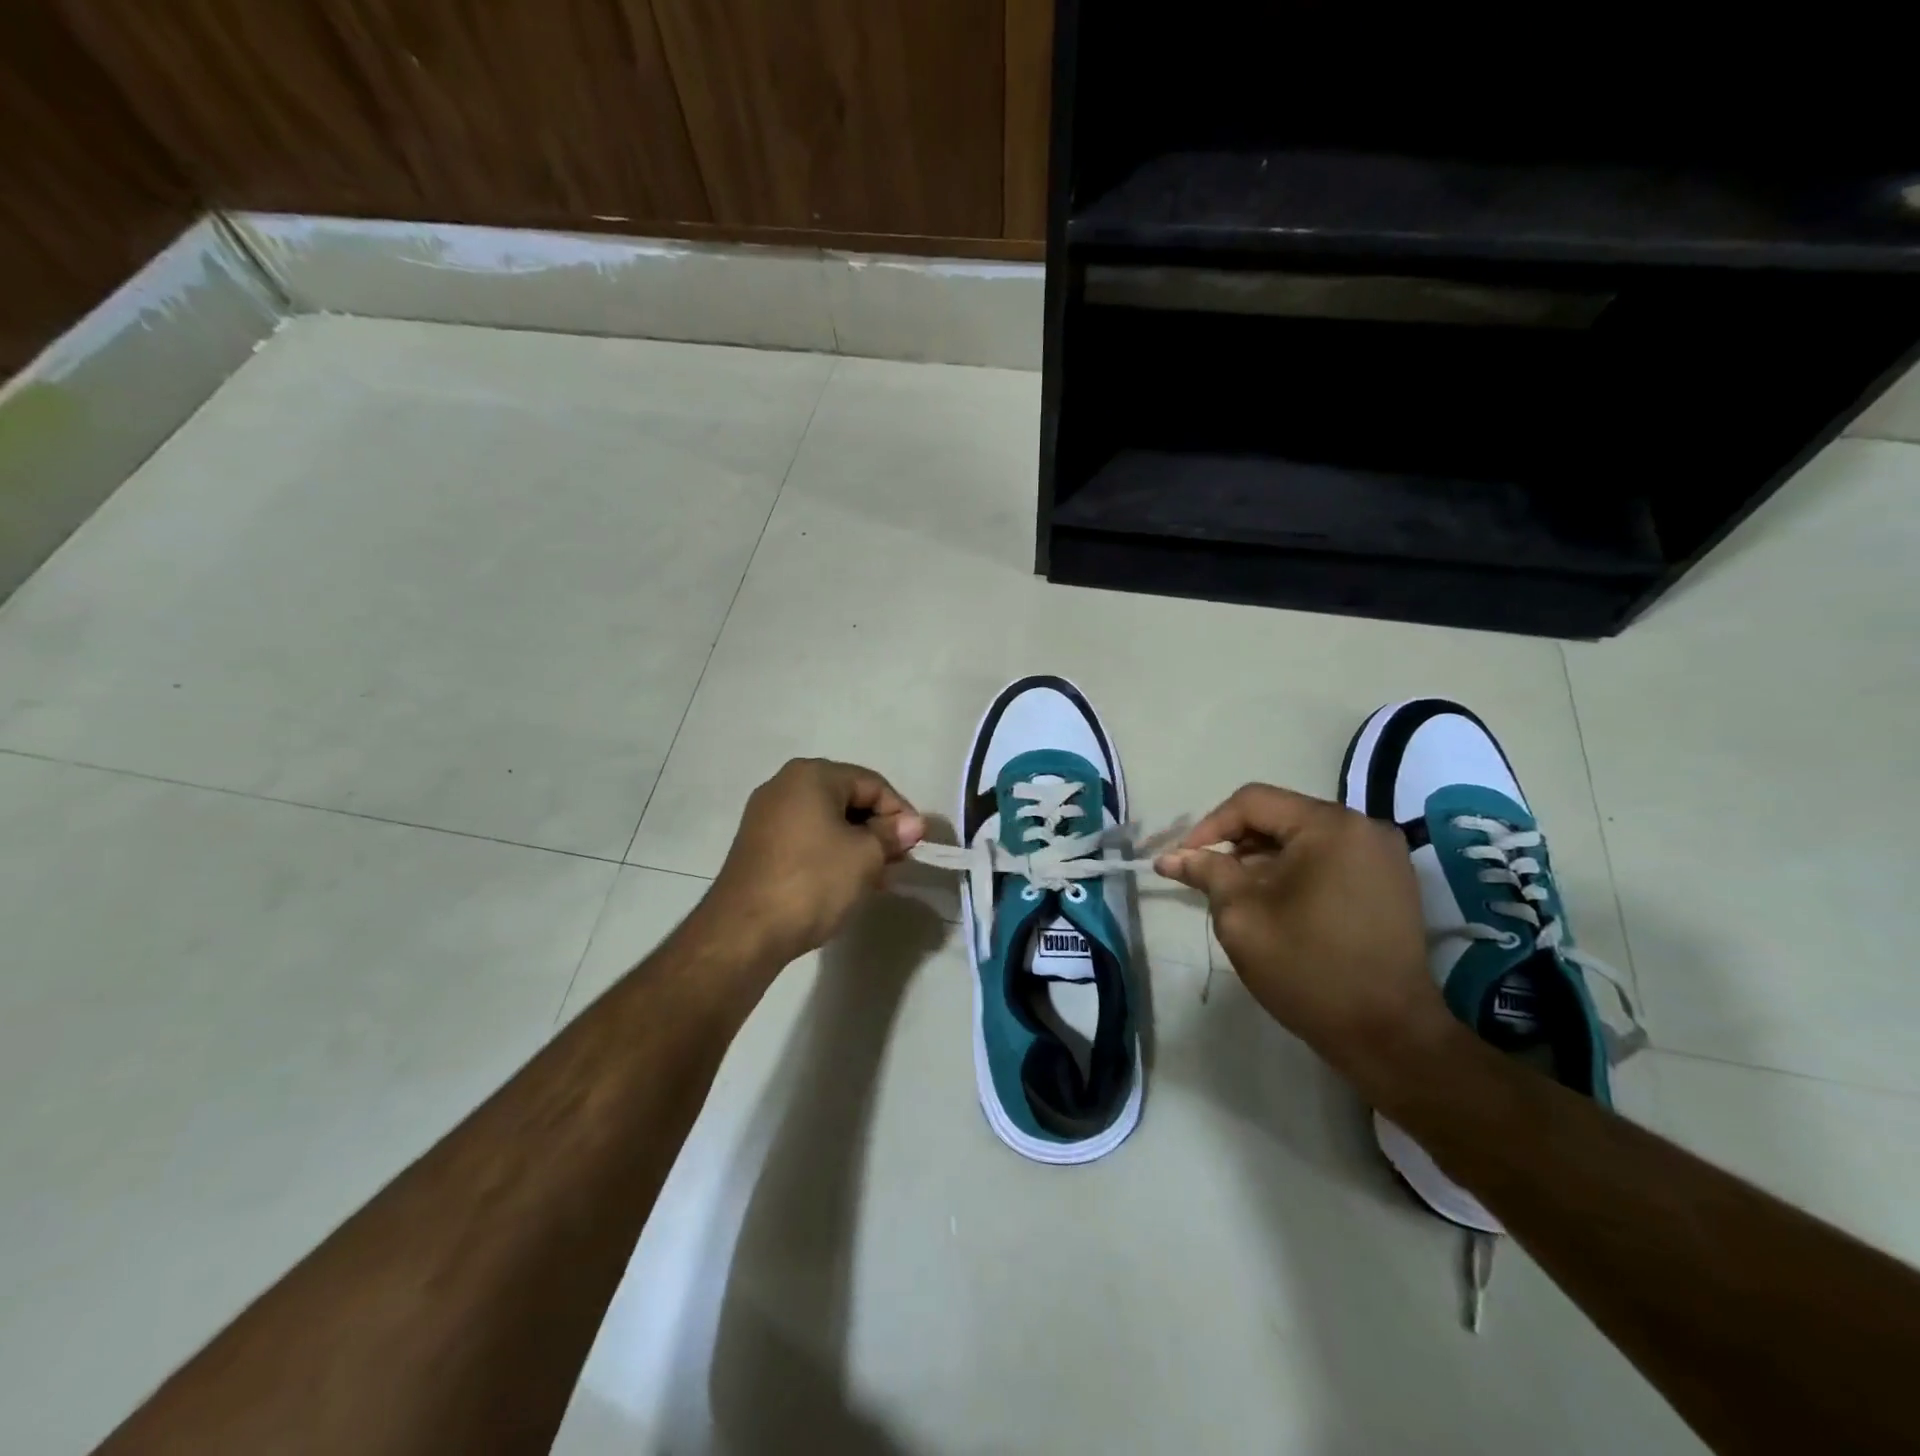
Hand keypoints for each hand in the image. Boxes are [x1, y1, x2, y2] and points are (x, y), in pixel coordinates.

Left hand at [706, 758, 924, 965]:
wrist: (744, 932)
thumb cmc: (812, 881)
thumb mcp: (865, 856)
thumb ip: (892, 834)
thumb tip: (913, 824)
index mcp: (812, 775)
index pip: (873, 784)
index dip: (901, 813)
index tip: (916, 847)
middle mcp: (785, 784)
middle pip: (849, 798)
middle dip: (878, 830)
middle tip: (898, 862)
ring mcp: (767, 815)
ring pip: (828, 820)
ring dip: (857, 844)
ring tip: (876, 877)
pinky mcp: (758, 844)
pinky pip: (807, 837)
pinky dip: (831, 853)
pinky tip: (846, 881)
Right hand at [1155, 784, 1453, 1091]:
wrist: (1389, 1035)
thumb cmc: (1308, 969)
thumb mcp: (1242, 916)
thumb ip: (1207, 874)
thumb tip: (1170, 857)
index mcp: (1329, 826)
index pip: (1252, 802)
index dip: (1209, 826)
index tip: (1183, 861)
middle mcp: (1363, 827)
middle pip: (1280, 816)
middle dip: (1237, 844)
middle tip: (1207, 879)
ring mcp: (1383, 855)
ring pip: (1303, 838)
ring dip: (1264, 859)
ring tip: (1238, 895)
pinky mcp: (1390, 882)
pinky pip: (1329, 859)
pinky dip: (1295, 871)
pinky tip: (1276, 904)